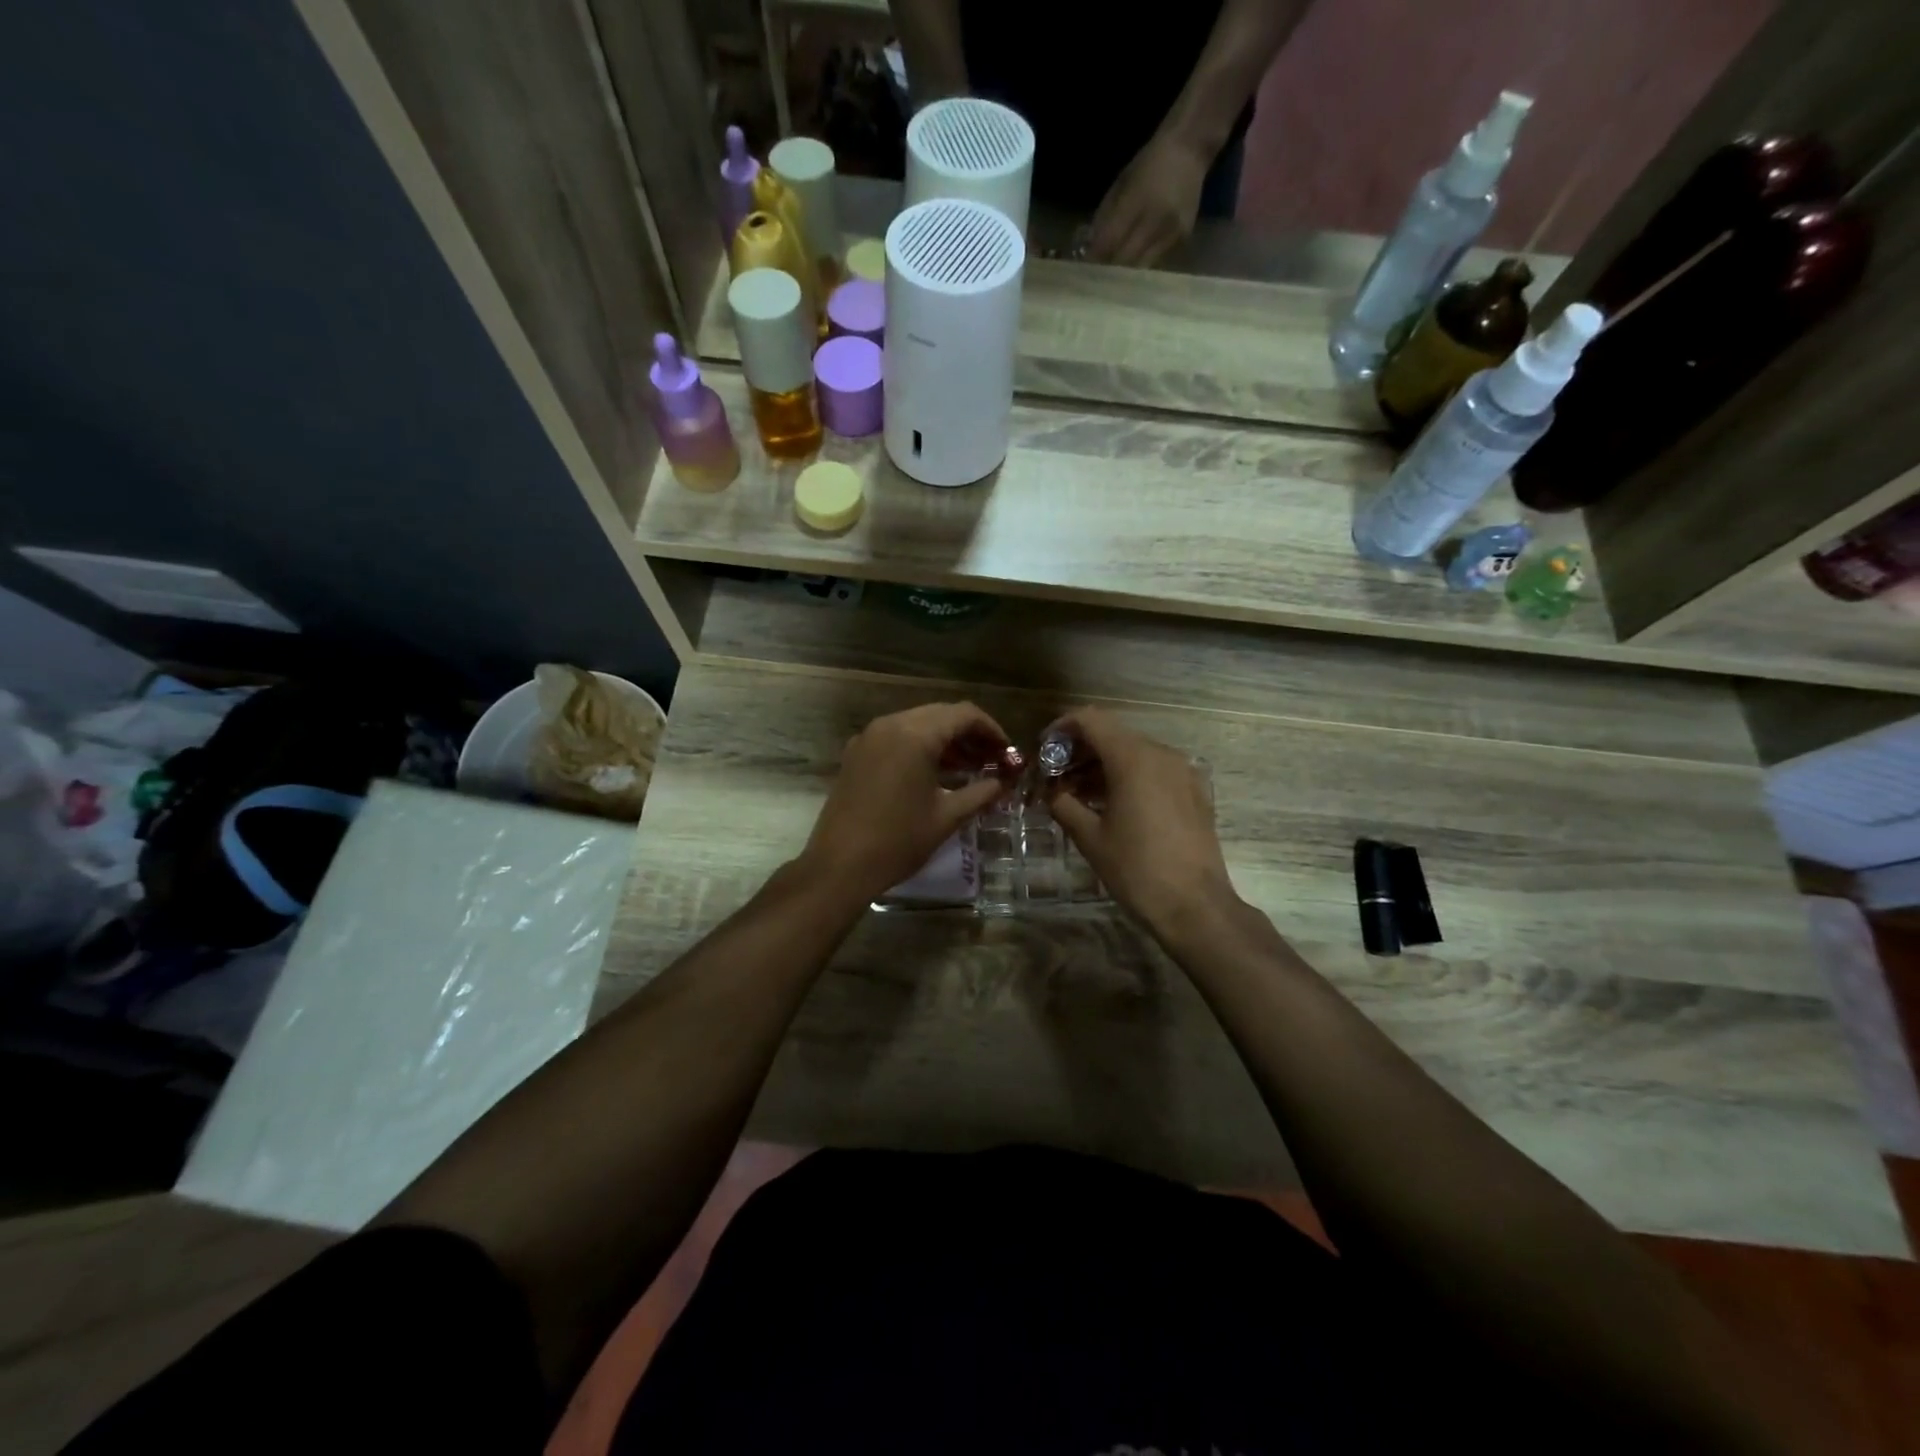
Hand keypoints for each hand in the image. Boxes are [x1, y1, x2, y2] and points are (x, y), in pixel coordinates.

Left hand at [798, 701, 1010, 904]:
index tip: (1006, 752)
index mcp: (915, 735)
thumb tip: (1002, 784)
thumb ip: (980, 793)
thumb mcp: (947, 817)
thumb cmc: (898, 841)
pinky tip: (935, 774)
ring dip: (945, 741)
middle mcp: (890, 725)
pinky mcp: (856, 754)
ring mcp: (869, 738)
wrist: (839, 866)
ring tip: (969, 768)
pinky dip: (920, 747)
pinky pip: (896, 738)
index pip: (963, 714)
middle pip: (940, 715)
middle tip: (991, 760)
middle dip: (969, 734)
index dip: (991, 729)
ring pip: (917, 724)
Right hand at [1043, 706, 1236, 930]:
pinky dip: (1128, 776)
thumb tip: (1051, 792)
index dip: (1062, 728)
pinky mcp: (1194, 791)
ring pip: (1134, 752)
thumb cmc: (1136, 869)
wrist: (1195, 905)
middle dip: (1080, 750)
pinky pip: (1154, 770)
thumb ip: (1064, 805)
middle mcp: (1161, 754)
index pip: (1091, 720)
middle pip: (1113, 733)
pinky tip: (1112, 805)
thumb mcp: (1090, 838)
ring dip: (1103, 764)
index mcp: (1133, 759)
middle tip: (1056, 776)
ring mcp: (1182, 771)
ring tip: (1078, 794)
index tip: (1044, 750)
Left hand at [1085, 135, 1209, 267]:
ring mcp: (1171, 233)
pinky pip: (1156, 262)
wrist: (1190, 147)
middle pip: (1125, 261)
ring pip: (1141, 268)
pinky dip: (1142, 266)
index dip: (1095, 259)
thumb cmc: (1150, 163)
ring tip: (1113, 279)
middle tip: (1096, 280)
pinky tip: (1134, 266)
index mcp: (1137, 201)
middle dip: (1108, 272)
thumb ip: (1105, 217)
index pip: (1109, 242)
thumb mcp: (1122, 183)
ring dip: (1125, 275)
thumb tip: (1091, 250)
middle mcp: (1156, 221)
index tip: (1083, 271)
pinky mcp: (1182, 240)